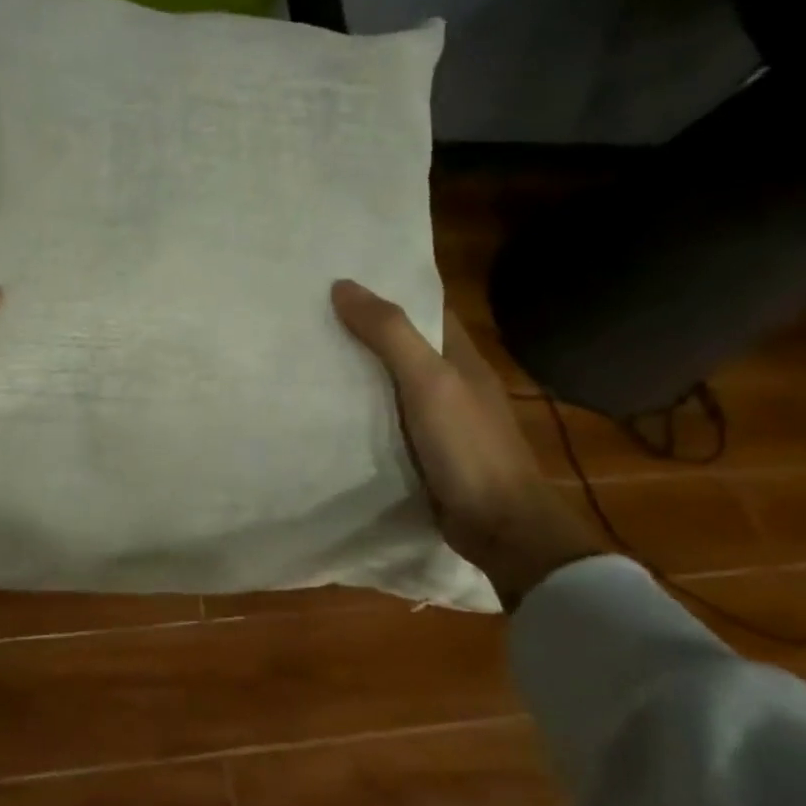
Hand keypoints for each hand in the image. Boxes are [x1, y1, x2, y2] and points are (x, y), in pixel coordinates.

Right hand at [332, 279, 601, 609]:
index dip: (387, 290)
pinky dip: (359, 408)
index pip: (422, 308)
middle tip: (307, 314)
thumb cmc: (468, 446)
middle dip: (362, 328)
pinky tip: (324, 407)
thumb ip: (390, 333)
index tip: (339, 278)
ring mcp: (438, 418)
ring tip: (305, 353)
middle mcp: (450, 381)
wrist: (499, 526)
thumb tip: (343, 285)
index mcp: (459, 356)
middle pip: (402, 344)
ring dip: (356, 369)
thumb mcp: (429, 381)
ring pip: (390, 382)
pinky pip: (384, 417)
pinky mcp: (423, 450)